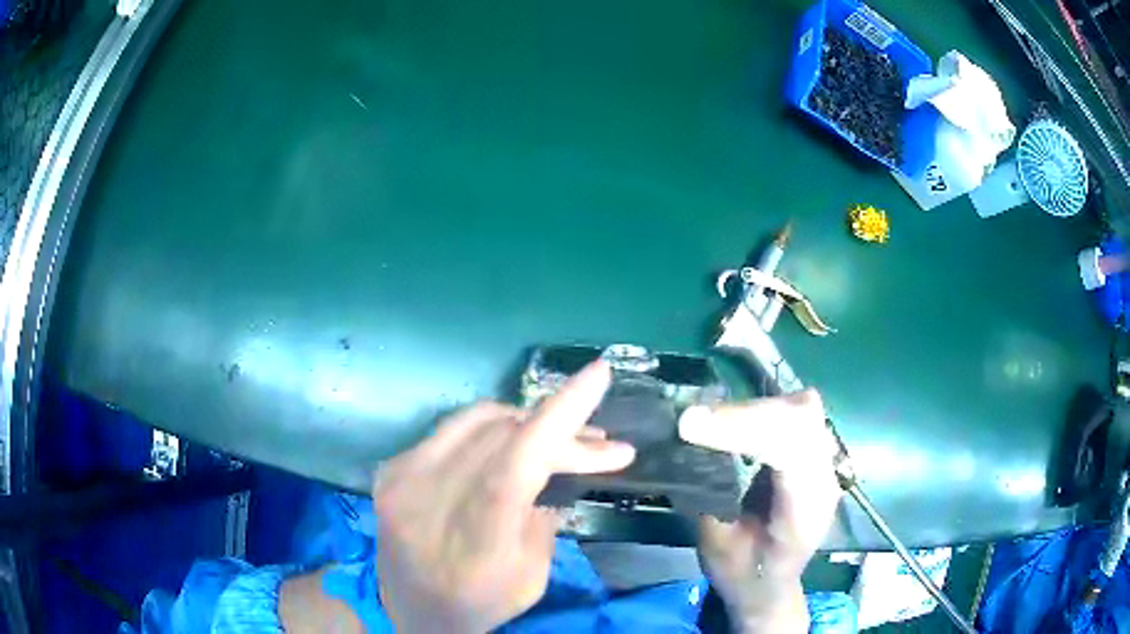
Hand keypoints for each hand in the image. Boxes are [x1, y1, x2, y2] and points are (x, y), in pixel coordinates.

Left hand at [371, 362, 634, 632]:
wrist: (411, 611)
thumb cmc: (482, 602)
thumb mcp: (533, 574)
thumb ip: (545, 513)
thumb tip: (558, 463)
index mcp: (477, 535)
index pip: (521, 458)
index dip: (562, 411)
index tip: (598, 373)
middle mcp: (433, 496)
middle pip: (508, 435)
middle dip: (561, 432)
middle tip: (598, 445)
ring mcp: (404, 478)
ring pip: (478, 420)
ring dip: (524, 424)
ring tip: (554, 441)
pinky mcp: (391, 470)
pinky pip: (450, 431)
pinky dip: (487, 433)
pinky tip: (503, 449)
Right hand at [679, 389, 841, 632]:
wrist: (772, 587)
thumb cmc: (743, 575)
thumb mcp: (716, 547)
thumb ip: (710, 496)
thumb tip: (686, 444)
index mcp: (804, 513)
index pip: (790, 450)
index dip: (743, 428)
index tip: (692, 425)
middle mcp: (825, 481)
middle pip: (801, 418)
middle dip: (747, 413)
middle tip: (695, 421)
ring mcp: (826, 465)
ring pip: (802, 409)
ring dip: (754, 409)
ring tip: (713, 422)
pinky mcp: (816, 456)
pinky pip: (797, 415)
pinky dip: (763, 412)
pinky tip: (737, 424)